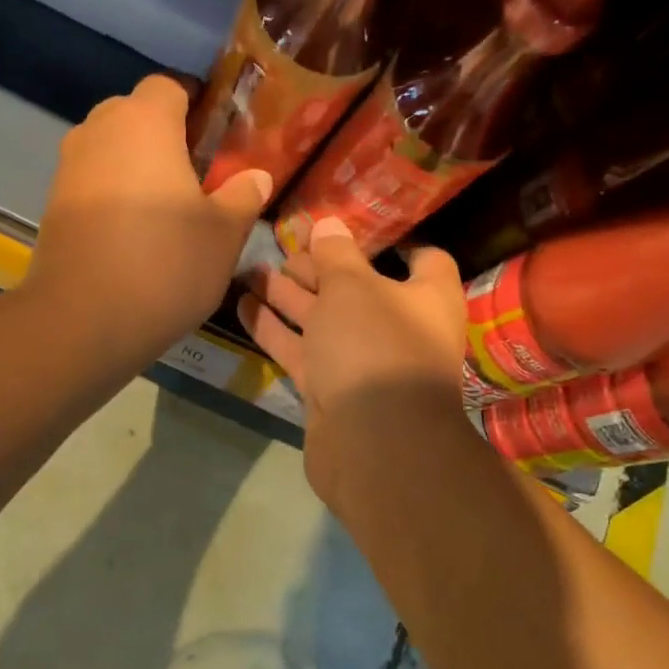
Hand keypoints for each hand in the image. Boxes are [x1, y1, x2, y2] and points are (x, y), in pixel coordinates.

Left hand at [26, 74, 272, 366]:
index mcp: (145, 121)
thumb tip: (256, 176)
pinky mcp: (52, 204)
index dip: (195, 104)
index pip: (170, 85)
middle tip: (196, 175)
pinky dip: (112, 194)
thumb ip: (243, 196)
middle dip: (164, 135)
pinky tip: (132, 234)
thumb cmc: (166, 264)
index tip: (216, 135)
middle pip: (134, 113)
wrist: (83, 319)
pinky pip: (91, 182)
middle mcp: (99, 131)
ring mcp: (69, 167)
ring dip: (136, 166)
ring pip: (110, 149)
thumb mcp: (223, 234)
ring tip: (165, 208)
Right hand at [238, 218, 467, 507]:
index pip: (423, 259)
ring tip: (250, 270)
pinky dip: (274, 330)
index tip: (352, 227)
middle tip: (281, 249)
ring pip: (323, 321)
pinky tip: (242, 305)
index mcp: (427, 298)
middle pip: (358, 288)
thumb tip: (329, 224)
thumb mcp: (352, 287)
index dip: (392, 241)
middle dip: (320, 269)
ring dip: (288, 297)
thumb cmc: (375, 346)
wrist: (372, 444)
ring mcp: (363, 363)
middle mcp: (399, 328)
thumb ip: (336, 254)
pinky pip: (302, 351)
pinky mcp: (332, 390)